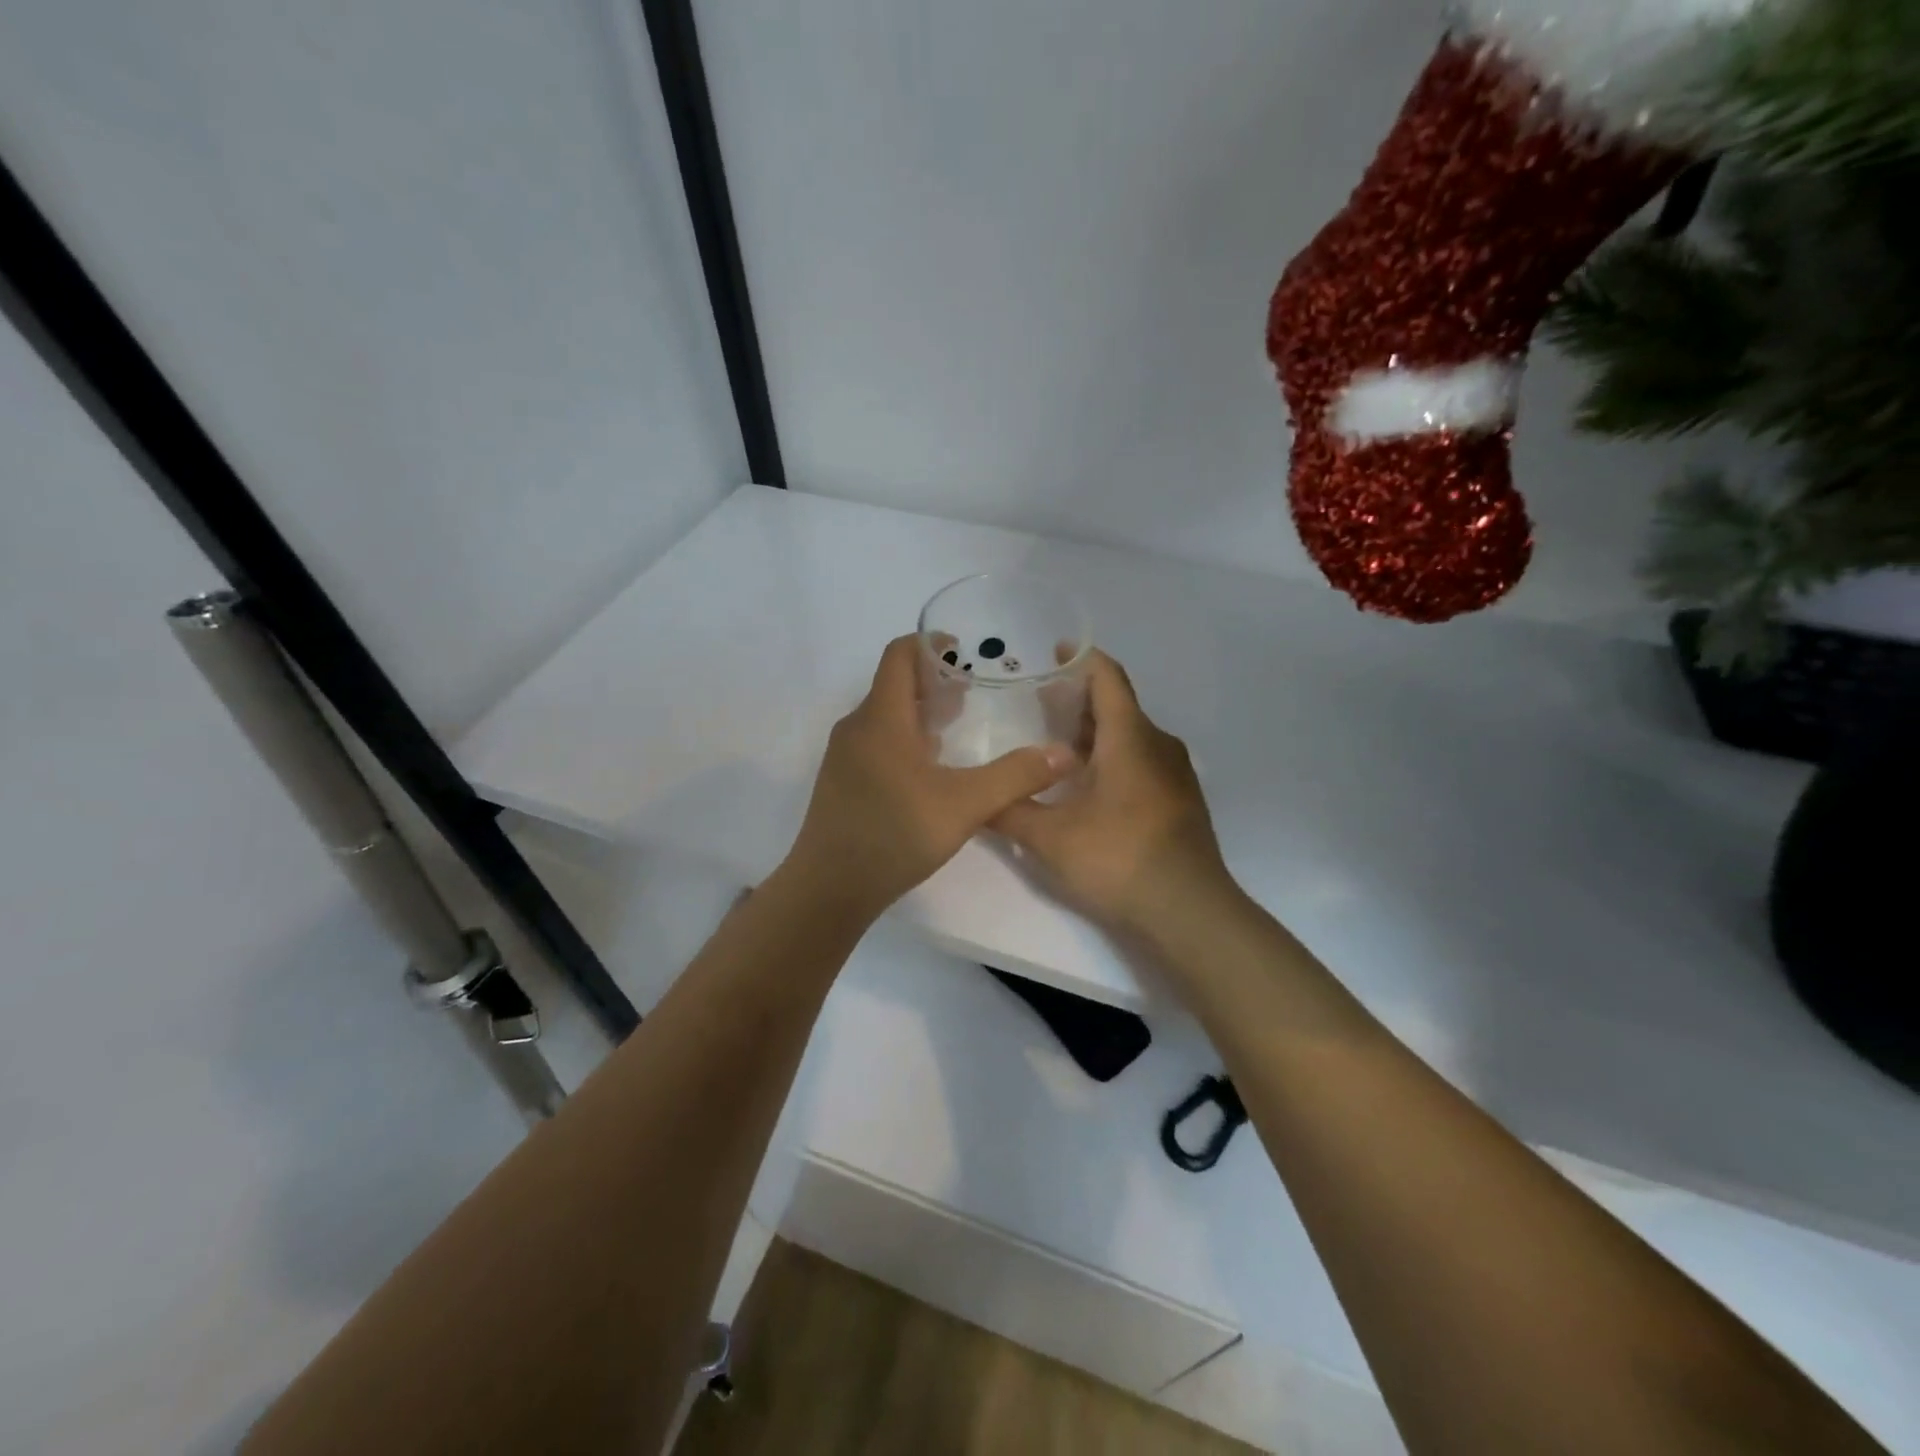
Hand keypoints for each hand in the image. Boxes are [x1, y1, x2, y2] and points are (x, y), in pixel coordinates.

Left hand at [784, 635, 1077, 920]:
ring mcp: (844, 757)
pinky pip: (876, 743)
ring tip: (959, 727)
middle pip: (894, 685)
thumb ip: (1015, 777)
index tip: (964, 651)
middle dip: (934, 681)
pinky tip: (931, 770)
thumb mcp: (964, 805)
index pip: (899, 655)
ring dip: (921, 713)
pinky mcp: (841, 783)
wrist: (829, 888)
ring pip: (885, 716)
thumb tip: (1064, 754)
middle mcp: (857, 728)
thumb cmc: (894, 835)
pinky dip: (905, 739)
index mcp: (881, 718)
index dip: (930, 644)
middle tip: (974, 692)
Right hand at [992, 651, 1233, 939]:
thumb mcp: (1050, 838)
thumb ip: (1009, 812)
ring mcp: (1175, 774)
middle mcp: (1157, 745)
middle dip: (1077, 702)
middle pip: (1117, 707)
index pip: (1107, 678)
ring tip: (1053, 748)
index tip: (1054, 652)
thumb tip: (975, 799)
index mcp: (1130, 737)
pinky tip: (1085, 788)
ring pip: (1130, 737)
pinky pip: (1142, 762)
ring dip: (1094, 735)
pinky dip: (1112, 760)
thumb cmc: (1119, 860)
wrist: (1189, 912)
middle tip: (1035, 707)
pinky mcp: (1180, 801)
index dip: (1081, 660)